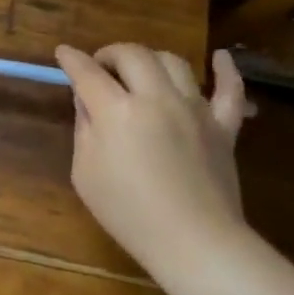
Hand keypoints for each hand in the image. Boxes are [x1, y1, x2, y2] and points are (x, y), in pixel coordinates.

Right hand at [54, 44, 253, 268]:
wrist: (193, 241)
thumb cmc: (127, 212)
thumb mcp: (85, 172)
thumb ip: (85, 129)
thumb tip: (88, 101)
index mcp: (116, 111)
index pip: (87, 72)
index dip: (72, 59)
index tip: (63, 53)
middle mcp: (156, 98)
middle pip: (132, 54)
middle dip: (110, 53)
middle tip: (100, 67)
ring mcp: (194, 109)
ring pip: (173, 62)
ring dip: (150, 59)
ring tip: (140, 71)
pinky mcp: (224, 126)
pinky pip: (230, 90)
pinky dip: (225, 70)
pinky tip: (221, 58)